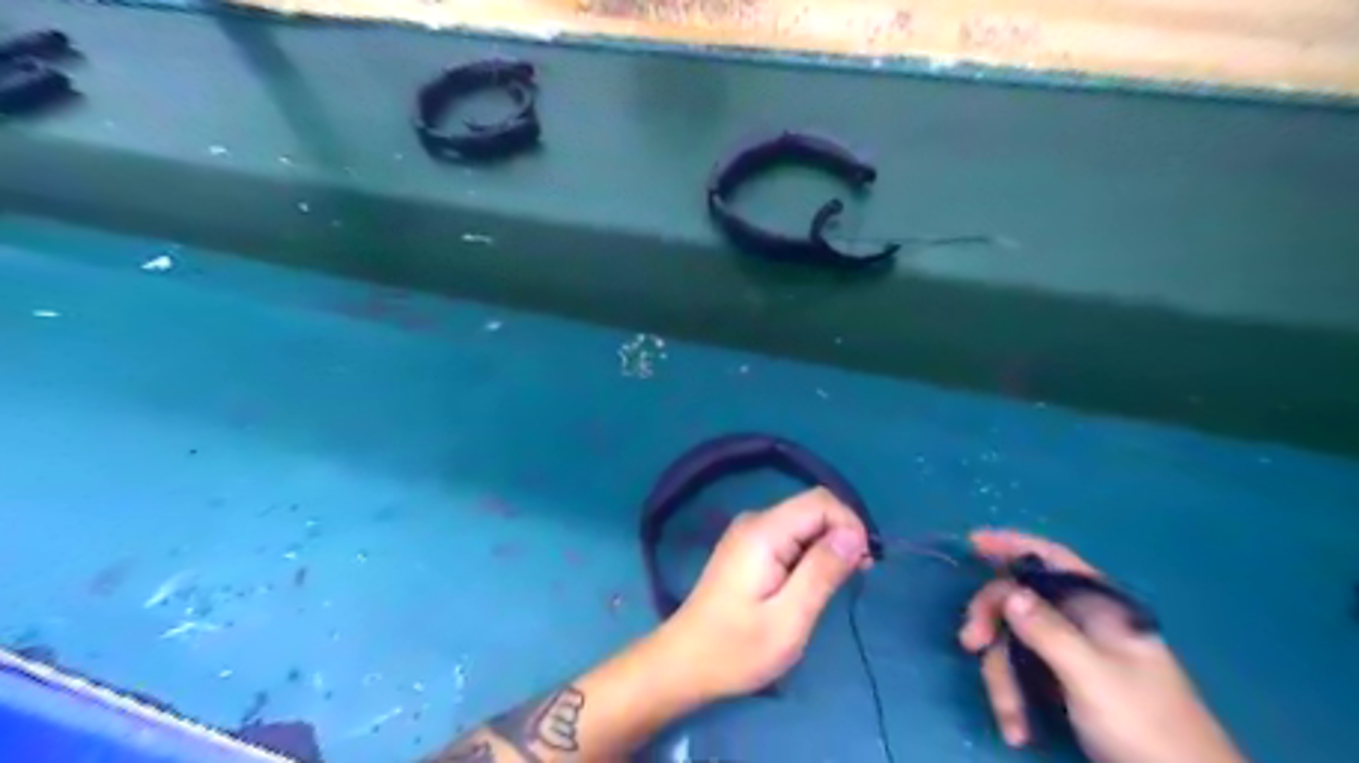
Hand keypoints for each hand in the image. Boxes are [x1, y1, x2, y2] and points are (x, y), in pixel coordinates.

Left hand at [658, 488, 870, 702]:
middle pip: (813, 508)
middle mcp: (756, 520)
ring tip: (834, 587)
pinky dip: (811, 553)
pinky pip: (791, 535)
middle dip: (842, 535)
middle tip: (854, 578)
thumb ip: (822, 571)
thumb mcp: (789, 618)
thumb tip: (855, 532)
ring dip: (828, 547)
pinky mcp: (748, 547)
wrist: (685, 662)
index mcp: (764, 531)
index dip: (850, 525)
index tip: (863, 565)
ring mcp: (749, 532)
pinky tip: (812, 584)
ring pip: (804, 521)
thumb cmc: (737, 648)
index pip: (821, 501)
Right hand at [955, 529, 1240, 761]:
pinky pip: (1023, 675)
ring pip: (1015, 644)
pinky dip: (1014, 698)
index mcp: (1099, 608)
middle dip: (992, 623)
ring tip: (1011, 721)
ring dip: (1003, 679)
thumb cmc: (1146, 725)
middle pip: (1020, 602)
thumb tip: (1007, 590)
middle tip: (970, 643)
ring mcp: (1073, 655)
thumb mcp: (1092, 676)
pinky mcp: (1064, 684)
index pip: (1051, 559)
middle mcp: (1082, 624)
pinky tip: (1017, 729)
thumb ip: (1049, 631)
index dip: (1011, 544)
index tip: (972, 542)